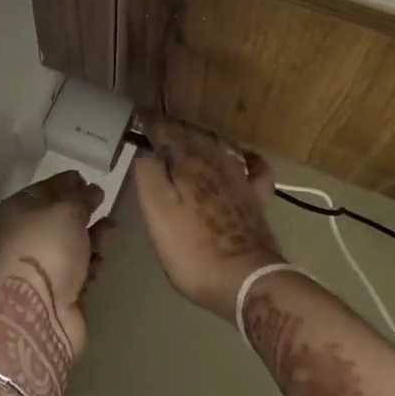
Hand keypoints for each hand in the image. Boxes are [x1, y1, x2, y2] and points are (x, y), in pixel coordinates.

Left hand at [0, 173, 109, 395]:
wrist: (37, 314)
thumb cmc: (45, 249)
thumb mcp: (66, 212)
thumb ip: (82, 198)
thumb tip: (92, 190)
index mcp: (15, 212)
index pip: (43, 189)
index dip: (65, 182)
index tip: (88, 178)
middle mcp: (23, 237)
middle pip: (57, 217)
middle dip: (82, 209)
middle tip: (105, 202)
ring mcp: (40, 267)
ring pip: (71, 243)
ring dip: (92, 236)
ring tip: (113, 229)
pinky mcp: (57, 292)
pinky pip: (78, 269)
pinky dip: (91, 263)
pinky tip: (101, 260)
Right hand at [131, 116, 282, 321]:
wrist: (245, 280)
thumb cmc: (191, 249)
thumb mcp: (156, 211)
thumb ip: (148, 174)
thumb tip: (147, 152)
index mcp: (187, 164)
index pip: (165, 132)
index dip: (150, 123)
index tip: (138, 115)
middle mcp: (215, 163)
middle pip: (192, 136)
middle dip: (173, 129)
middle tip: (157, 128)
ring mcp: (239, 180)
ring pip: (218, 147)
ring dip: (201, 139)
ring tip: (187, 139)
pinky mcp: (256, 200)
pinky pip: (255, 169)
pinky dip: (248, 159)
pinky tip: (244, 157)